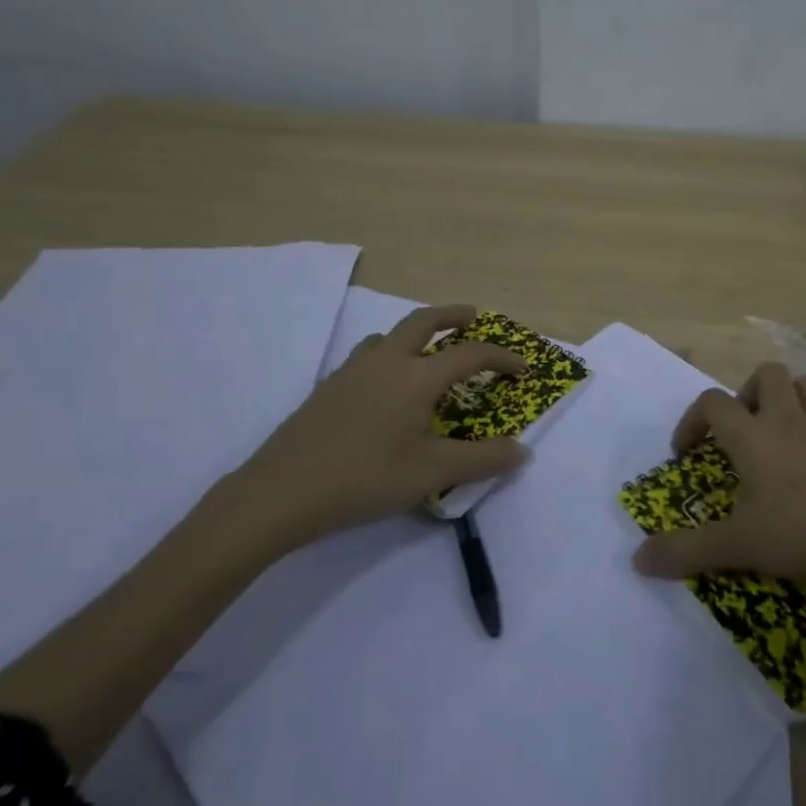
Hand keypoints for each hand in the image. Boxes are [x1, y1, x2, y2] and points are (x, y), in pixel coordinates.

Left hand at [220, 304, 530, 551]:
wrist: (282, 491)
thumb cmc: (365, 478)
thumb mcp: (432, 473)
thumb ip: (482, 460)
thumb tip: (523, 451)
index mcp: (417, 376)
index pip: (470, 354)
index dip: (502, 357)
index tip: (523, 367)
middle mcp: (386, 361)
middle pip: (423, 321)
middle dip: (453, 314)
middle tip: (473, 316)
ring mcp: (352, 371)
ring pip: (388, 335)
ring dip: (415, 333)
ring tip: (427, 352)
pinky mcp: (328, 387)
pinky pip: (367, 355)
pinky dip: (388, 354)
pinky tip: (384, 387)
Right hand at [632, 362, 805, 585]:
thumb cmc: (801, 529)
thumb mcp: (738, 545)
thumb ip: (687, 551)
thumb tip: (638, 560)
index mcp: (753, 435)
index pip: (712, 402)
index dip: (692, 421)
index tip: (687, 454)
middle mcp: (787, 419)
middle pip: (765, 375)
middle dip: (746, 394)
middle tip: (740, 433)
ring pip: (805, 386)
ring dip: (786, 399)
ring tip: (776, 434)